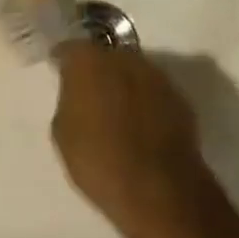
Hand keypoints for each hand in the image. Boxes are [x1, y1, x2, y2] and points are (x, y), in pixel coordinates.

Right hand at [51, 41, 211, 237]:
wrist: (159, 189)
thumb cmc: (99, 162)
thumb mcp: (64, 134)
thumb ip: (69, 101)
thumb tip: (77, 93)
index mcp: (90, 62)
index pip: (71, 48)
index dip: (63, 60)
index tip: (59, 71)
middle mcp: (125, 58)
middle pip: (106, 56)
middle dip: (97, 70)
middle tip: (90, 94)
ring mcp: (156, 76)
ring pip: (133, 71)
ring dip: (123, 85)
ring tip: (117, 112)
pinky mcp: (179, 97)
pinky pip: (153, 92)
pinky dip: (145, 102)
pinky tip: (141, 126)